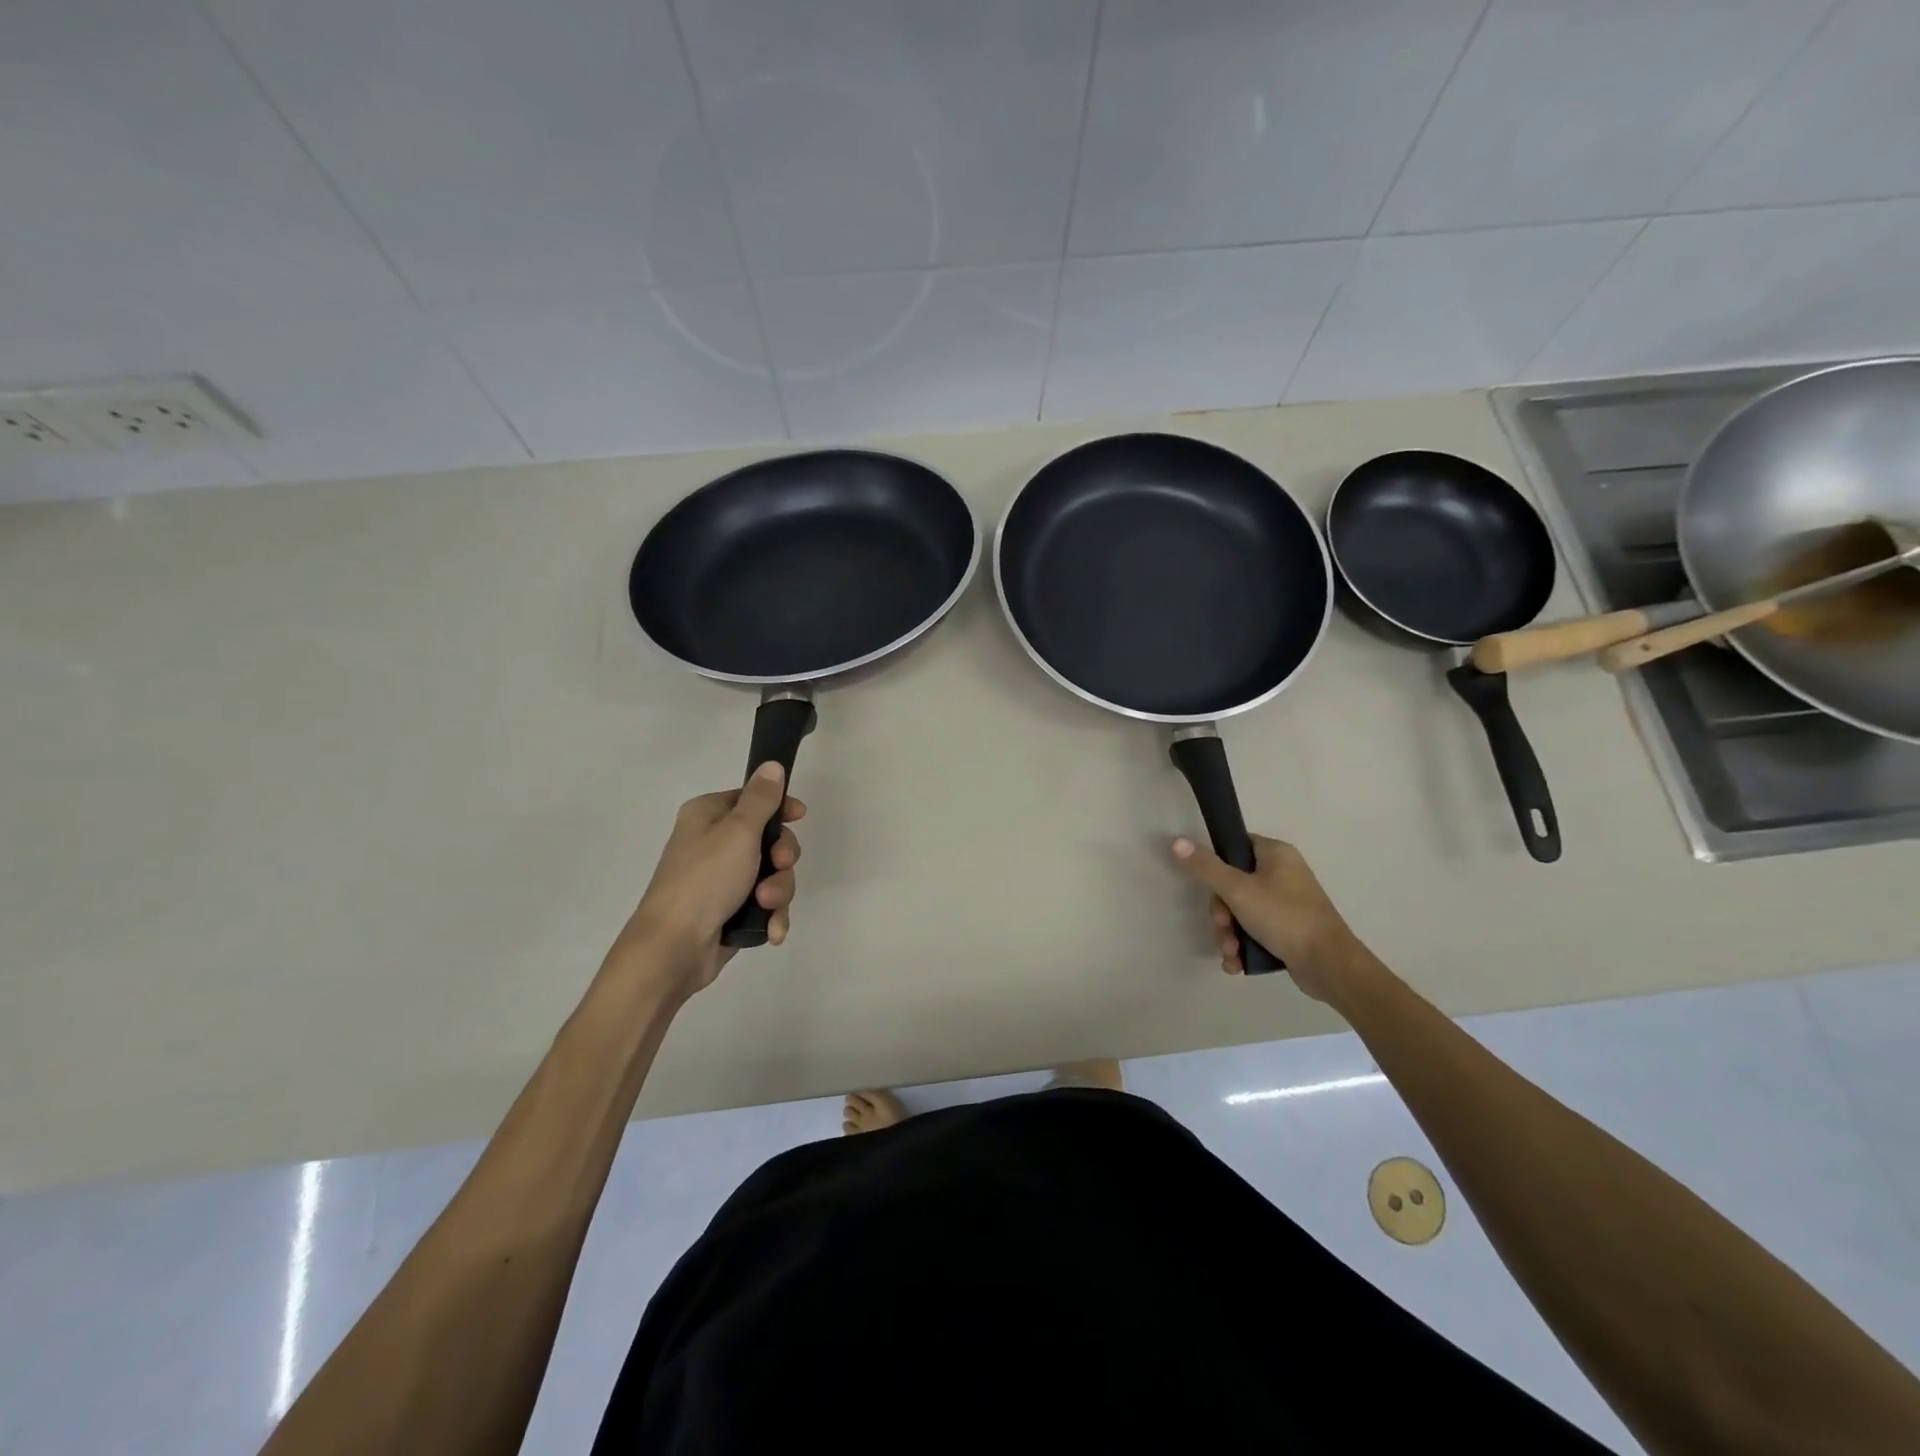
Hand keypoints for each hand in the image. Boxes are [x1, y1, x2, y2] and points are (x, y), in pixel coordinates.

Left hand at [618, 762, 804, 994]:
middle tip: (779, 865)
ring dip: (777, 890)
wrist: (674, 948)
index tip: (800, 816)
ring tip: (765, 905)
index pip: (752, 799)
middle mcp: (714, 844)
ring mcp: (722, 880)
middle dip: (781, 858)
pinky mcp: (730, 911)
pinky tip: (771, 930)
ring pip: (772, 874)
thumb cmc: (705, 879)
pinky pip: (765, 905)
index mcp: (708, 816)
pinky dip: (771, 916)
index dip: (779, 807)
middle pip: (769, 839)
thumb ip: (761, 798)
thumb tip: (771, 765)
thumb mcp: (738, 831)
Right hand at [1170, 834, 1368, 1004]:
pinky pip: (1254, 930)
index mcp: (1276, 854)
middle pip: (1233, 884)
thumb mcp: (1238, 890)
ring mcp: (1286, 903)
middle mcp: (1282, 874)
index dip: (1217, 864)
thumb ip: (1206, 867)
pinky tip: (1236, 963)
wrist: (1329, 966)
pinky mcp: (1287, 930)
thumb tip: (1177, 842)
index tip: (1210, 886)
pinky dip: (1242, 946)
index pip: (1236, 845)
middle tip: (1223, 927)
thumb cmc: (1284, 917)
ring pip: (1240, 911)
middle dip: (1222, 913)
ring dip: (1228, 934)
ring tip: (1231, 953)